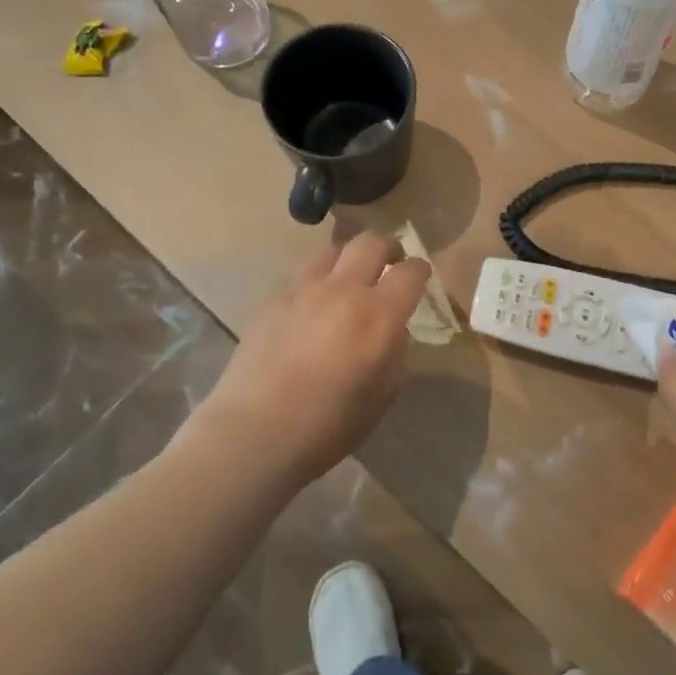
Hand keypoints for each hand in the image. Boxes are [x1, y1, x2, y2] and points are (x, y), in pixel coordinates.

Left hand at [204, 231, 431, 486]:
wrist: (255, 432)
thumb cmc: (328, 426)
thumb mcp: (382, 396)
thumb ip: (396, 353)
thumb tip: (393, 330)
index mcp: (378, 316)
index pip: (410, 271)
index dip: (420, 271)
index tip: (420, 278)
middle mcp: (344, 290)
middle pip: (372, 242)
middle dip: (388, 248)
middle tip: (389, 265)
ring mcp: (305, 289)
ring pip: (334, 249)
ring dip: (349, 258)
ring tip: (349, 278)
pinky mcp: (275, 297)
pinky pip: (304, 270)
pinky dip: (319, 276)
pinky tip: (315, 299)